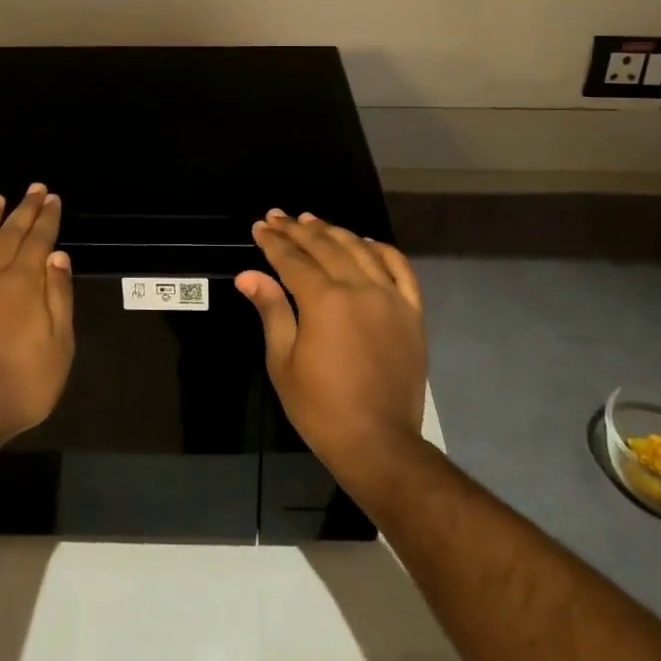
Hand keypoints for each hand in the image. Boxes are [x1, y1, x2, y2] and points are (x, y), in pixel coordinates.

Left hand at [0, 184, 74, 446]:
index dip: (47, 218)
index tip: (52, 198)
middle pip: (8, 234)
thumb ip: (58, 297)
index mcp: (24, 284)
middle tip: (32, 189)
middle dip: (22, 210)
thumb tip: (58, 256)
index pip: (39, 240)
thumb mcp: (59, 345)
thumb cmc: (22, 384)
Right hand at [235, 210, 426, 478]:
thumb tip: (248, 275)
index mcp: (325, 301)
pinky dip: (382, 250)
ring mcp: (391, 298)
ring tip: (313, 221)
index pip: (293, 260)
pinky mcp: (412, 312)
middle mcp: (360, 288)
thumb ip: (271, 310)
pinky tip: (366, 243)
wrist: (378, 443)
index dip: (274, 242)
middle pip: (325, 247)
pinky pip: (400, 269)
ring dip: (334, 232)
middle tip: (279, 217)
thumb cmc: (321, 408)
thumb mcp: (283, 361)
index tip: (260, 227)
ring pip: (360, 250)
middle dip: (298, 230)